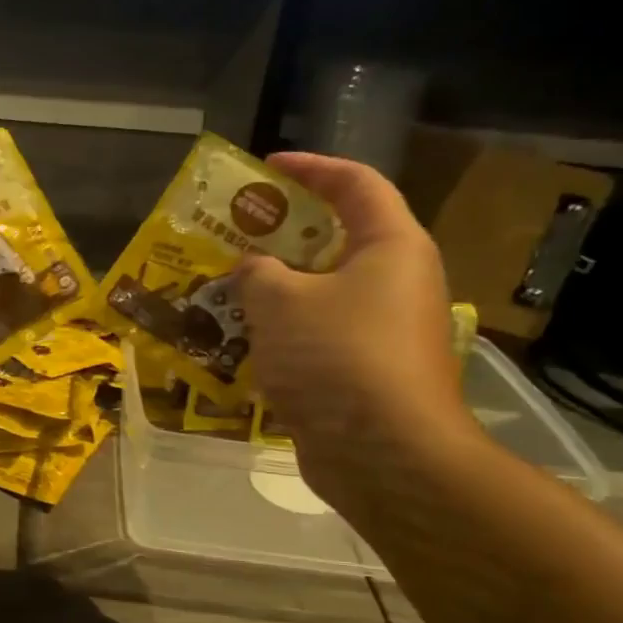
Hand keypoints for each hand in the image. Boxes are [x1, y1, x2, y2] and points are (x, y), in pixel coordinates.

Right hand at [237, 153, 478, 509]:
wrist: (384, 455)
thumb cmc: (337, 357)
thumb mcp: (280, 301)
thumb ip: (256, 273)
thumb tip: (253, 271)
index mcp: (390, 247)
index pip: (355, 184)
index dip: (311, 167)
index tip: (266, 166)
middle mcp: (396, 282)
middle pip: (337, 240)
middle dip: (282, 234)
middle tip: (235, 233)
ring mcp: (384, 331)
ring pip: (323, 293)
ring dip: (277, 289)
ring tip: (227, 288)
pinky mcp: (367, 372)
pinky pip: (319, 335)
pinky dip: (284, 331)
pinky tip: (243, 342)